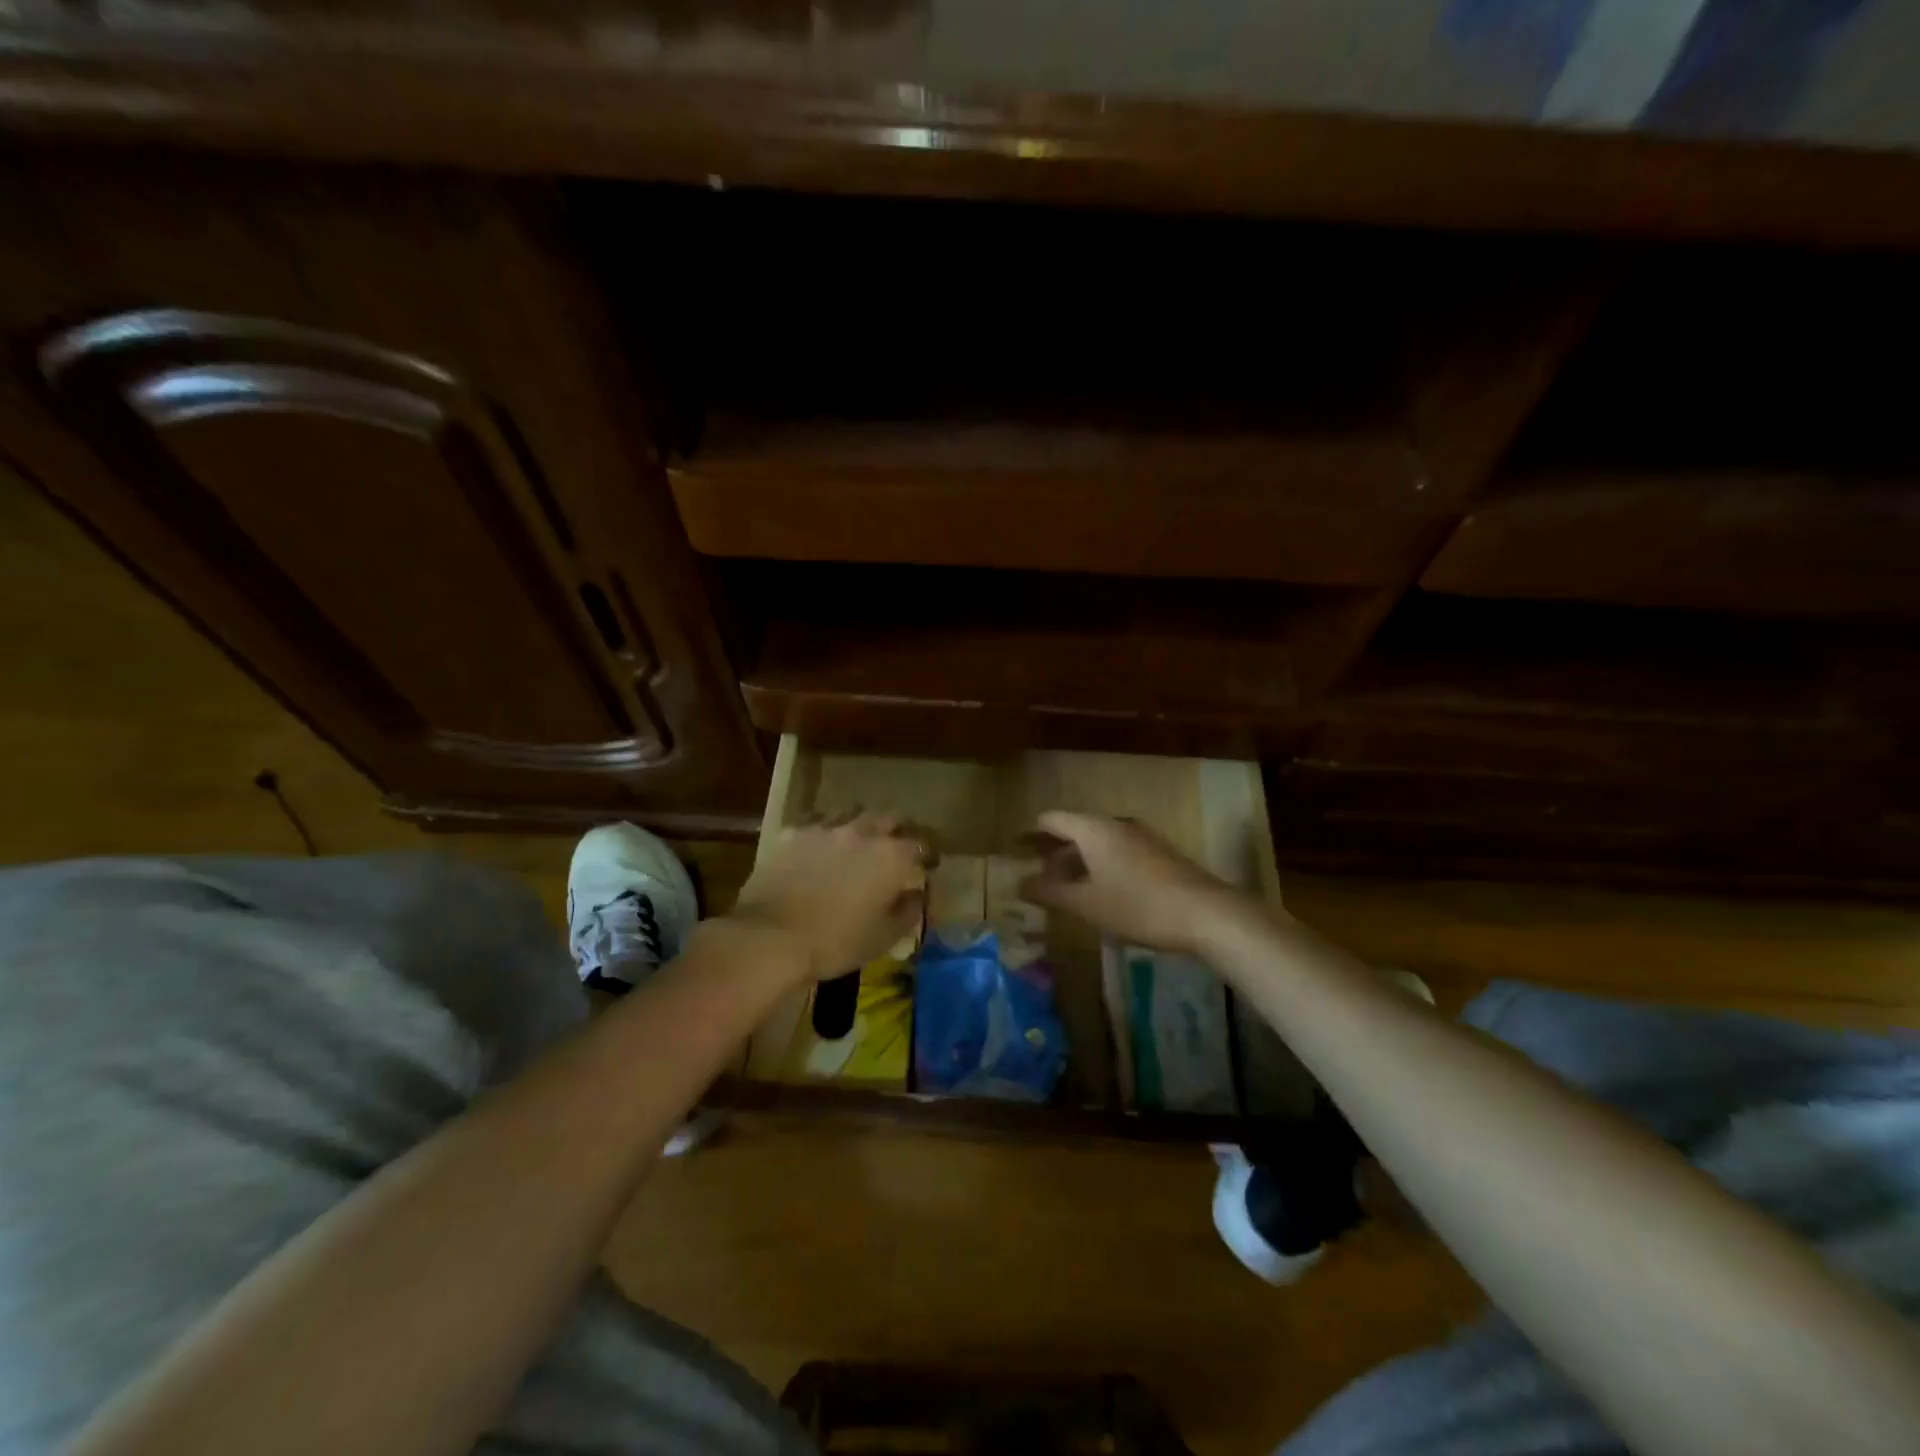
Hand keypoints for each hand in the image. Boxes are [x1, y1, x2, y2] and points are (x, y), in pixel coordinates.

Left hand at [728, 812, 927, 982]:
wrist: (770, 937)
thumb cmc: (835, 942)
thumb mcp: (885, 937)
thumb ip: (909, 910)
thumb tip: (918, 894)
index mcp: (892, 856)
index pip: (922, 844)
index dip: (928, 855)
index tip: (928, 867)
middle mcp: (864, 831)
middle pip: (891, 818)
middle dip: (899, 831)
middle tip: (897, 850)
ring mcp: (827, 827)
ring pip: (854, 813)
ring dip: (863, 826)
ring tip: (860, 843)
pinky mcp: (795, 832)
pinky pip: (819, 821)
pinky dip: (829, 830)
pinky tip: (823, 846)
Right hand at [1018, 811, 1248, 953]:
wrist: (1206, 914)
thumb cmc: (1138, 905)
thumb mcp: (1087, 904)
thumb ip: (1050, 893)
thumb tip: (1019, 884)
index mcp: (1094, 829)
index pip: (1052, 819)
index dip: (1030, 834)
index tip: (1014, 851)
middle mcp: (1116, 824)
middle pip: (1075, 829)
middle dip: (1054, 853)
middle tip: (1036, 877)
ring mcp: (1141, 837)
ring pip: (1098, 842)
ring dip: (1078, 862)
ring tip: (1065, 890)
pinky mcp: (1158, 854)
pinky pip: (1117, 852)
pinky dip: (1100, 866)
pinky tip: (1101, 894)